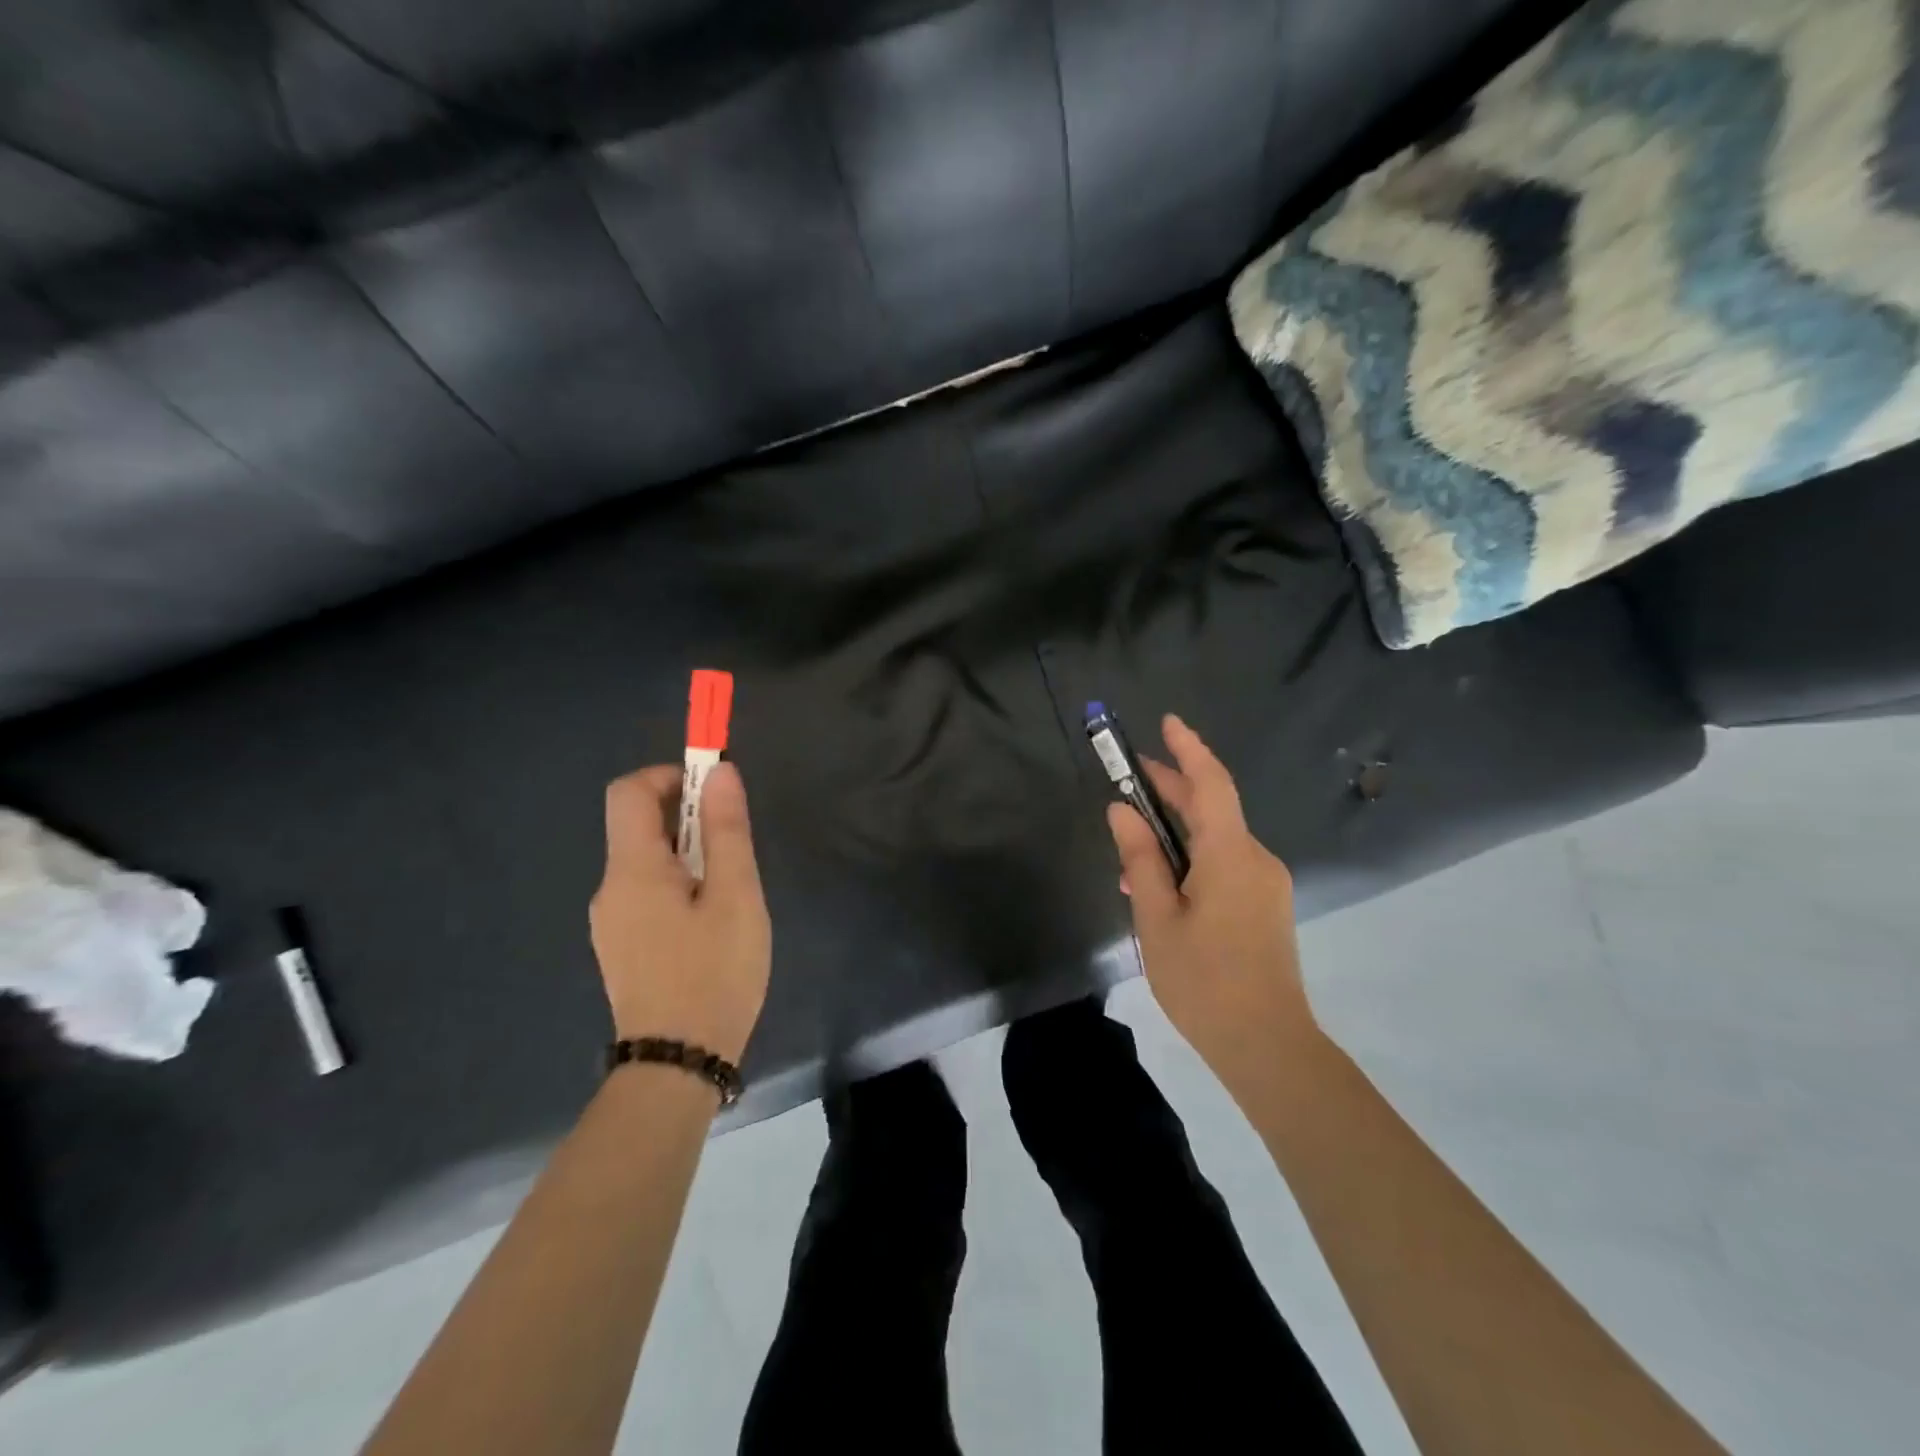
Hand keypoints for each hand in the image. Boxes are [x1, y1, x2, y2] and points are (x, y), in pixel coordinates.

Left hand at [589, 762, 770, 1062]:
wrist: (677, 1065)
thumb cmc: (714, 973)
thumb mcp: (735, 895)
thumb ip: (726, 831)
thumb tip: (720, 774)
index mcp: (632, 869)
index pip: (629, 791)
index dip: (669, 776)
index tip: (713, 792)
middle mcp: (610, 888)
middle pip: (638, 826)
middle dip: (687, 819)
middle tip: (734, 849)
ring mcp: (611, 922)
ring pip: (646, 863)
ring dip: (687, 855)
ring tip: (729, 893)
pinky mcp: (622, 947)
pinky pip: (646, 894)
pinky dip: (677, 885)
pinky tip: (710, 924)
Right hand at [1107, 715, 1320, 1088]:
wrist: (1268, 1046)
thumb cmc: (1204, 981)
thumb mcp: (1156, 919)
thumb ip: (1140, 859)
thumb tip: (1122, 812)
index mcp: (1230, 855)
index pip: (1210, 784)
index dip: (1188, 749)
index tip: (1167, 722)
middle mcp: (1255, 859)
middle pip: (1213, 807)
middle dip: (1173, 786)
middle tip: (1130, 775)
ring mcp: (1265, 883)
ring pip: (1216, 839)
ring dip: (1176, 832)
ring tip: (1131, 844)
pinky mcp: (1264, 905)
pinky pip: (1225, 864)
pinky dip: (1192, 858)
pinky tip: (1160, 884)